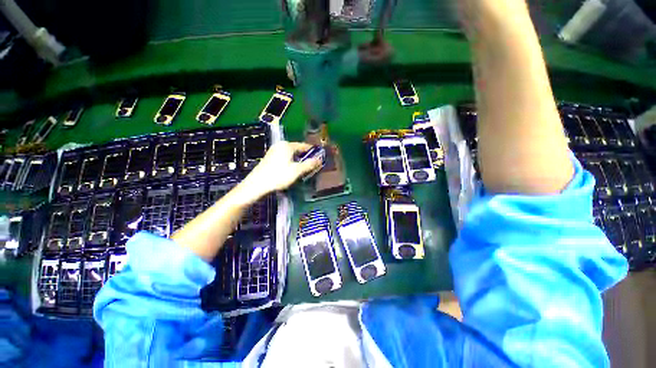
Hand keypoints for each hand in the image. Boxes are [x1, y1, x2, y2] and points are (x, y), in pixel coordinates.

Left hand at [243, 141, 321, 196]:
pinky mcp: (270, 158)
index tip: (319, 158)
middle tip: (312, 166)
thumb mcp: (297, 171)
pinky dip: (291, 162)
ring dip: (298, 161)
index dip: (313, 152)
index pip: (304, 146)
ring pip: (291, 154)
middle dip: (305, 157)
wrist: (257, 184)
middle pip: (297, 150)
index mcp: (287, 145)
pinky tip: (292, 170)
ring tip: (303, 170)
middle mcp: (280, 145)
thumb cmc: (279, 176)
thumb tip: (320, 159)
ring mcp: (274, 151)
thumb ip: (309, 164)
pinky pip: (285, 158)